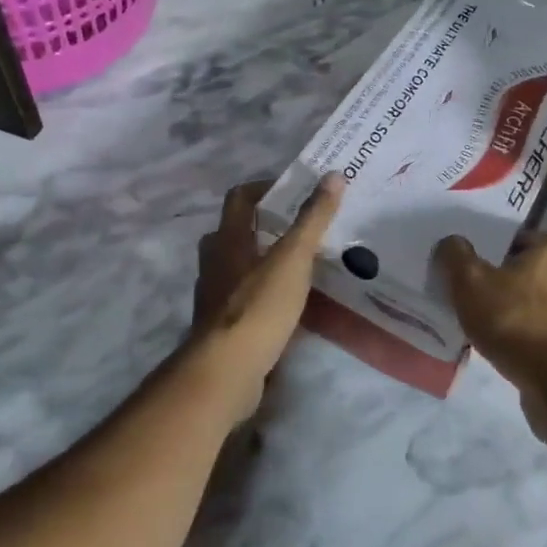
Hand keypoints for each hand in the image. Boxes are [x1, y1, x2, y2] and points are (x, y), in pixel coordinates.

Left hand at [190, 175, 343, 418]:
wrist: (226, 371)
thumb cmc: (259, 306)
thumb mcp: (293, 258)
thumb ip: (313, 219)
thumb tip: (333, 175)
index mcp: (227, 240)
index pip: (239, 198)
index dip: (264, 187)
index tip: (293, 190)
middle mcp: (214, 263)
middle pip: (232, 232)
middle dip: (261, 226)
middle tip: (296, 229)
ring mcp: (213, 297)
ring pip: (235, 266)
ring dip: (261, 261)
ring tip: (297, 266)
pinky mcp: (220, 327)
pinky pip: (241, 298)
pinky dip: (260, 293)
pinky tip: (286, 305)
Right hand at [434, 232, 546, 396]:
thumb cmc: (518, 322)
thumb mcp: (471, 283)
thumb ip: (456, 256)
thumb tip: (450, 243)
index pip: (515, 238)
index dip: (488, 251)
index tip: (467, 269)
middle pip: (527, 271)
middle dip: (502, 282)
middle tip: (472, 296)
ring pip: (538, 301)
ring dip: (516, 311)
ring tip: (486, 325)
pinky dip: (529, 335)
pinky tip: (508, 347)